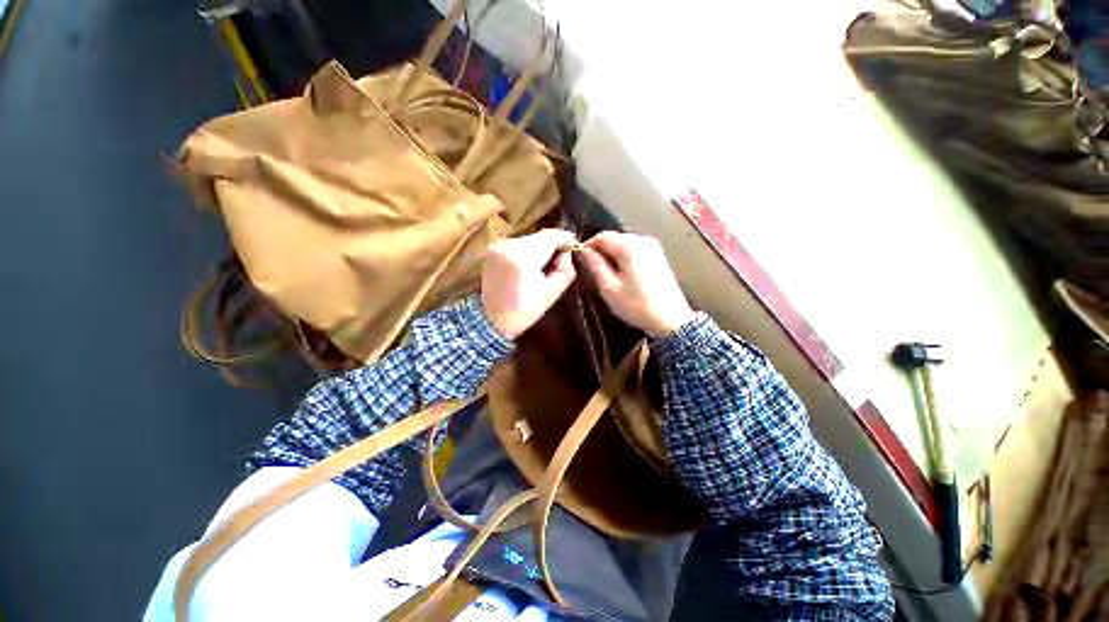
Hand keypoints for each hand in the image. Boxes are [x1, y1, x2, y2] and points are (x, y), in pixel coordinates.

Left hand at [481, 229, 577, 338]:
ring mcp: (498, 246)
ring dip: (540, 248)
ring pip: (530, 239)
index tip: (574, 248)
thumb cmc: (524, 311)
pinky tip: (529, 267)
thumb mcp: (552, 292)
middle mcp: (509, 245)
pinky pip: (518, 244)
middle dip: (553, 246)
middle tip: (560, 262)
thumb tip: (567, 253)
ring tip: (544, 267)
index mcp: (523, 257)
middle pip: (540, 236)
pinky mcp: (493, 250)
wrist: (492, 320)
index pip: (552, 236)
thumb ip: (565, 269)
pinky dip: (527, 252)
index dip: (566, 240)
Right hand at [577, 232, 694, 337]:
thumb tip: (582, 250)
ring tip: (608, 277)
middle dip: (601, 252)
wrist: (670, 319)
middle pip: (613, 239)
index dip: (588, 247)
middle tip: (593, 272)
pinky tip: (623, 276)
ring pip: (623, 244)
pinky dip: (624, 259)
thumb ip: (595, 265)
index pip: (601, 236)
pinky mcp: (658, 255)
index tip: (581, 261)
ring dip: (612, 256)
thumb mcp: (609, 287)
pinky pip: (634, 250)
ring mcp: (652, 246)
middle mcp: (642, 239)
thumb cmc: (637, 305)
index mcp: (629, 245)